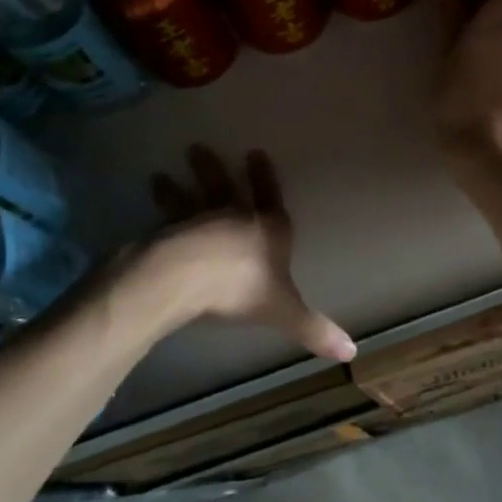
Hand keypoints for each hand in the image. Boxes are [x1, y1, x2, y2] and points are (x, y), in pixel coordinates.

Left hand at [143, 146, 355, 362]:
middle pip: (225, 189)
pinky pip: (166, 218)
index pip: (270, 198)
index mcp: (268, 230)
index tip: (255, 152)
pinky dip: (159, 209)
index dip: (264, 177)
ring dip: (177, 188)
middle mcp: (235, 218)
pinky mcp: (171, 233)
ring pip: (190, 199)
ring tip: (159, 174)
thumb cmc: (242, 289)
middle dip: (213, 171)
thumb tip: (352, 352)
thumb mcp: (285, 312)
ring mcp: (200, 222)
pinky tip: (148, 201)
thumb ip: (314, 329)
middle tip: (195, 148)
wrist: (189, 278)